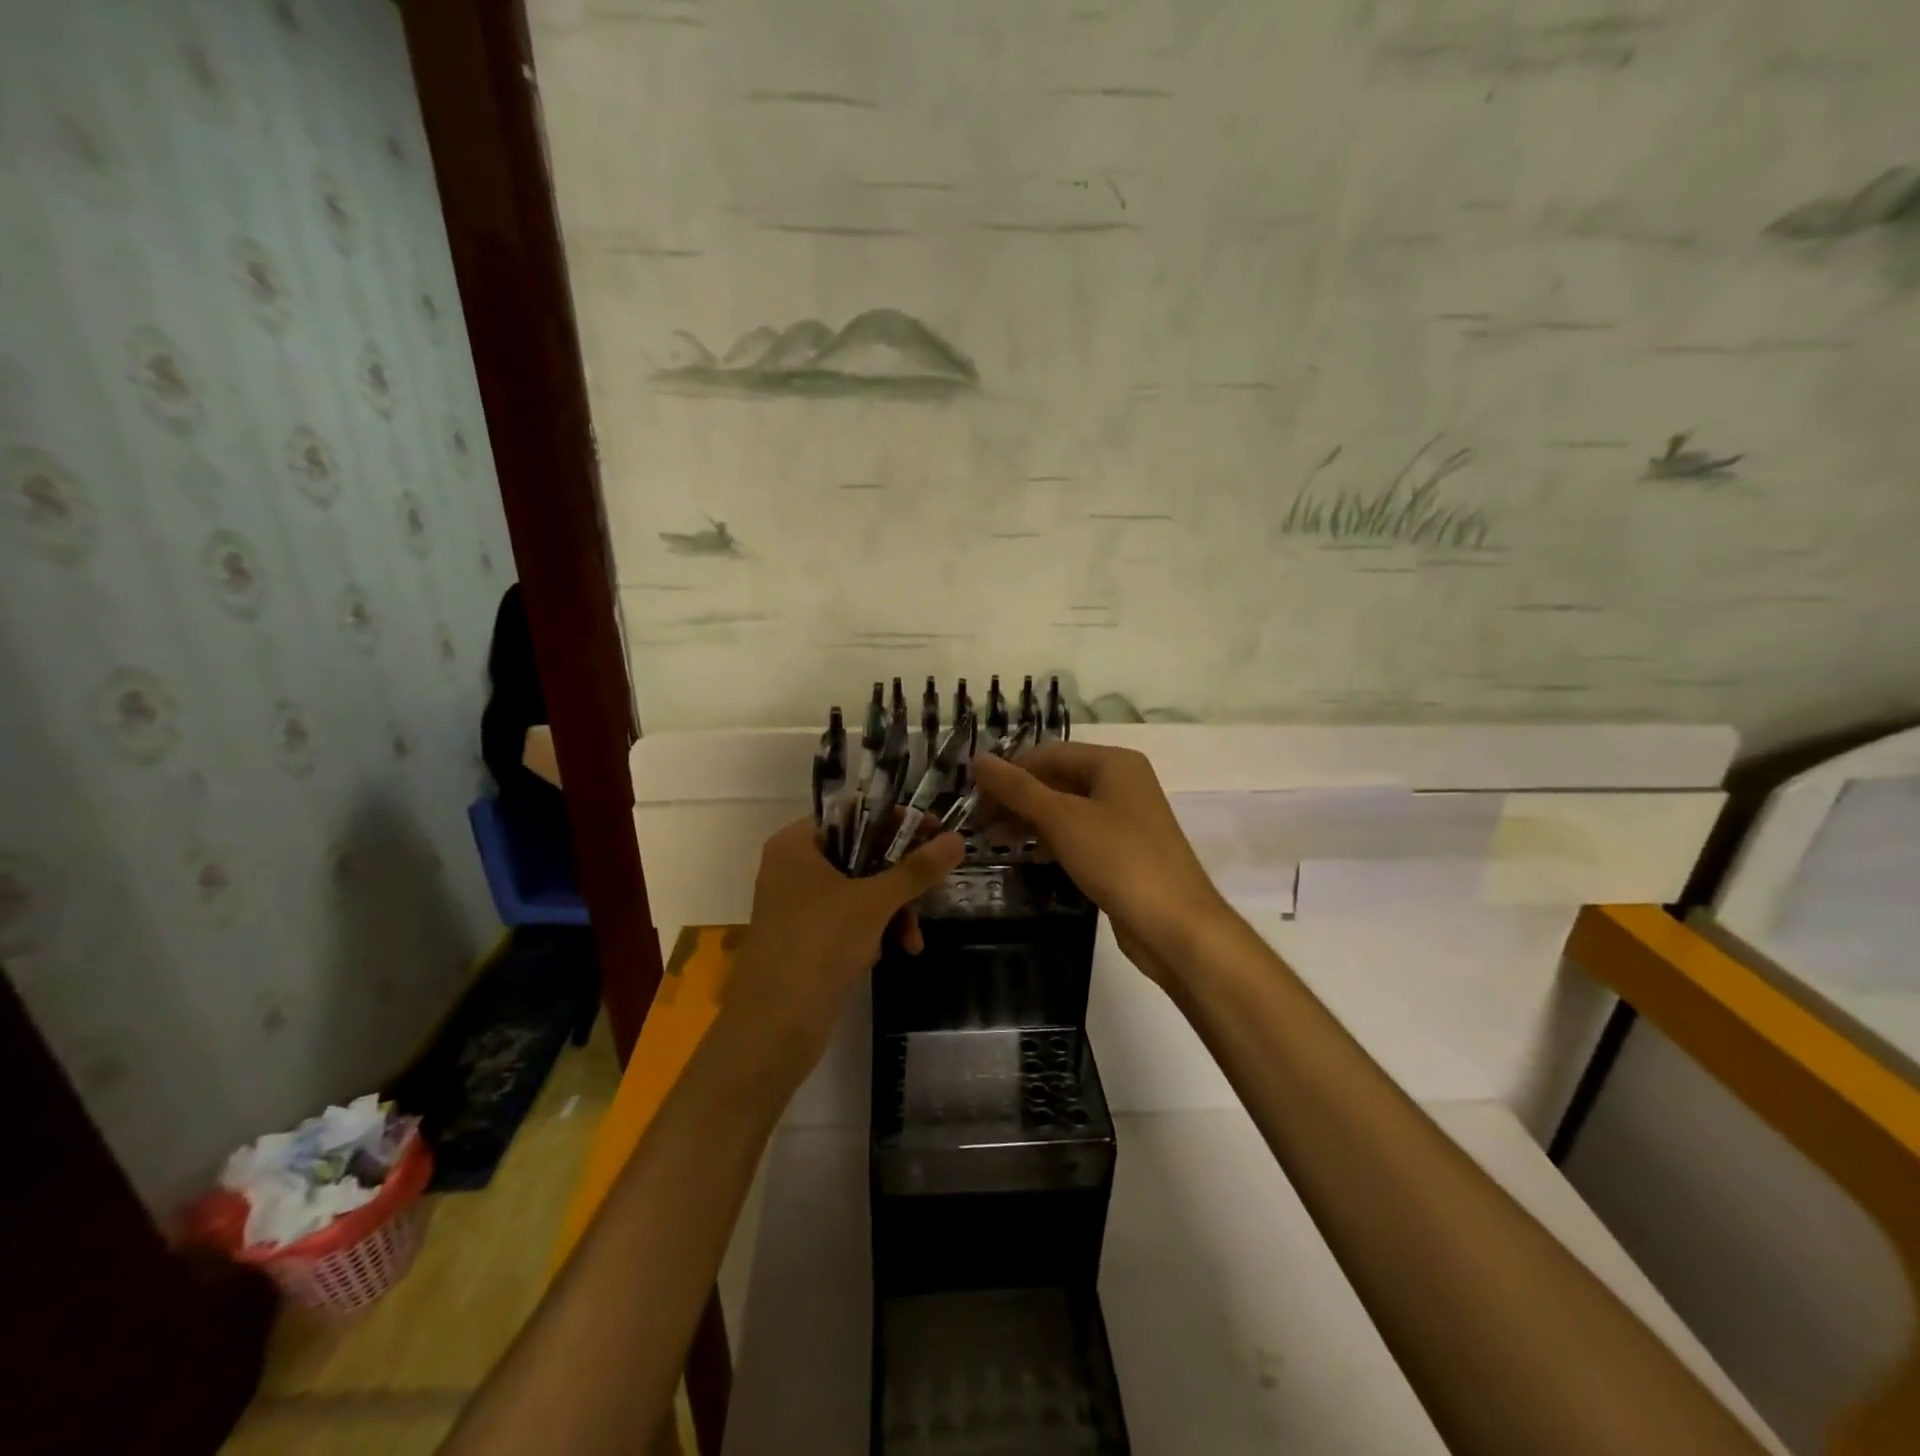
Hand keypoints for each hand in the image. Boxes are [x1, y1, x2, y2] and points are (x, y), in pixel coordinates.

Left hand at [727, 818, 963, 1077]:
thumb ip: (917, 869)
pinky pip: (849, 919)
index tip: (934, 831)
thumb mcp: (874, 902)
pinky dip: (874, 930)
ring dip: (893, 910)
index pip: (853, 814)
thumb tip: (958, 839)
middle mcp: (793, 868)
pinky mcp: (806, 939)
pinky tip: (893, 952)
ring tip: (913, 939)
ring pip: (859, 890)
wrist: (773, 1028)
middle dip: (899, 877)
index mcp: (796, 845)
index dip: (896, 821)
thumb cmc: (819, 946)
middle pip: (860, 853)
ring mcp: (798, 905)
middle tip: (934, 886)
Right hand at [968, 744, 1231, 985]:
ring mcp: (1125, 818)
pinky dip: (1050, 840)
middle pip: (1056, 779)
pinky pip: (1078, 834)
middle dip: (1016, 798)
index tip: (971, 795)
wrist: (1175, 925)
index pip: (1047, 754)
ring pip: (1065, 809)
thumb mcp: (1061, 818)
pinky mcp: (1123, 851)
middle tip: (978, 822)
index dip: (1008, 771)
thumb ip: (1017, 788)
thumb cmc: (1118, 858)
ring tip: (992, 840)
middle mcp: (1121, 782)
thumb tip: (977, 759)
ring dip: (1028, 821)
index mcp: (1113, 762)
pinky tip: (1027, 856)